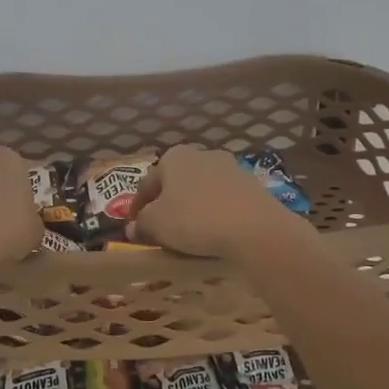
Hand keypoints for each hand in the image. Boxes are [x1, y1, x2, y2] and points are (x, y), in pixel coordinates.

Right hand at [128, 146, 309, 258]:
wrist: (255, 229)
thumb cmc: (195, 220)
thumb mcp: (157, 224)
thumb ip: (141, 224)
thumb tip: (133, 228)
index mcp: (173, 157)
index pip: (146, 183)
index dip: (136, 207)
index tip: (134, 227)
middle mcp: (202, 154)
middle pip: (175, 183)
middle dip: (166, 204)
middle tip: (160, 229)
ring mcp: (230, 168)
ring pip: (201, 190)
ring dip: (192, 208)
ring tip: (188, 234)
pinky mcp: (252, 185)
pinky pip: (223, 200)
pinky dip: (214, 213)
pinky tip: (214, 232)